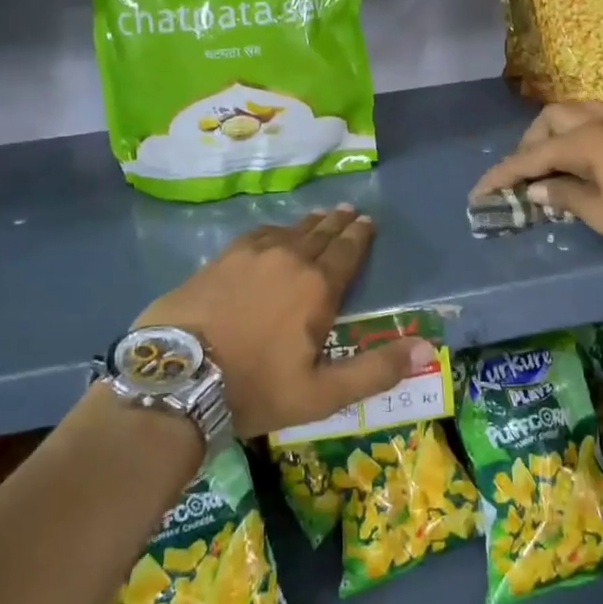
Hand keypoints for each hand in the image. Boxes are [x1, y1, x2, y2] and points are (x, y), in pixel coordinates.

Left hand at [132, 206, 431, 439]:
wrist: (176, 380)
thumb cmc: (255, 389)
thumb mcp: (322, 393)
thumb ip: (376, 370)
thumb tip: (426, 348)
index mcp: (317, 287)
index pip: (346, 252)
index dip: (359, 236)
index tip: (367, 222)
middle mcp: (287, 259)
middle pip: (319, 234)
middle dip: (337, 223)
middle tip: (349, 210)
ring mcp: (248, 256)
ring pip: (287, 231)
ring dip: (308, 223)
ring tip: (319, 216)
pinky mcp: (217, 261)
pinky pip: (255, 236)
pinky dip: (272, 230)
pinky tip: (271, 232)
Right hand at [469, 102, 602, 251]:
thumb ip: (566, 197)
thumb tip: (538, 190)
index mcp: (582, 142)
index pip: (529, 156)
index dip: (502, 176)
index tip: (478, 193)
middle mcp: (597, 124)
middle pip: (550, 120)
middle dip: (530, 144)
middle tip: (525, 176)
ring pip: (575, 114)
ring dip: (554, 134)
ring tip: (551, 163)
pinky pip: (595, 122)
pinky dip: (577, 136)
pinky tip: (582, 160)